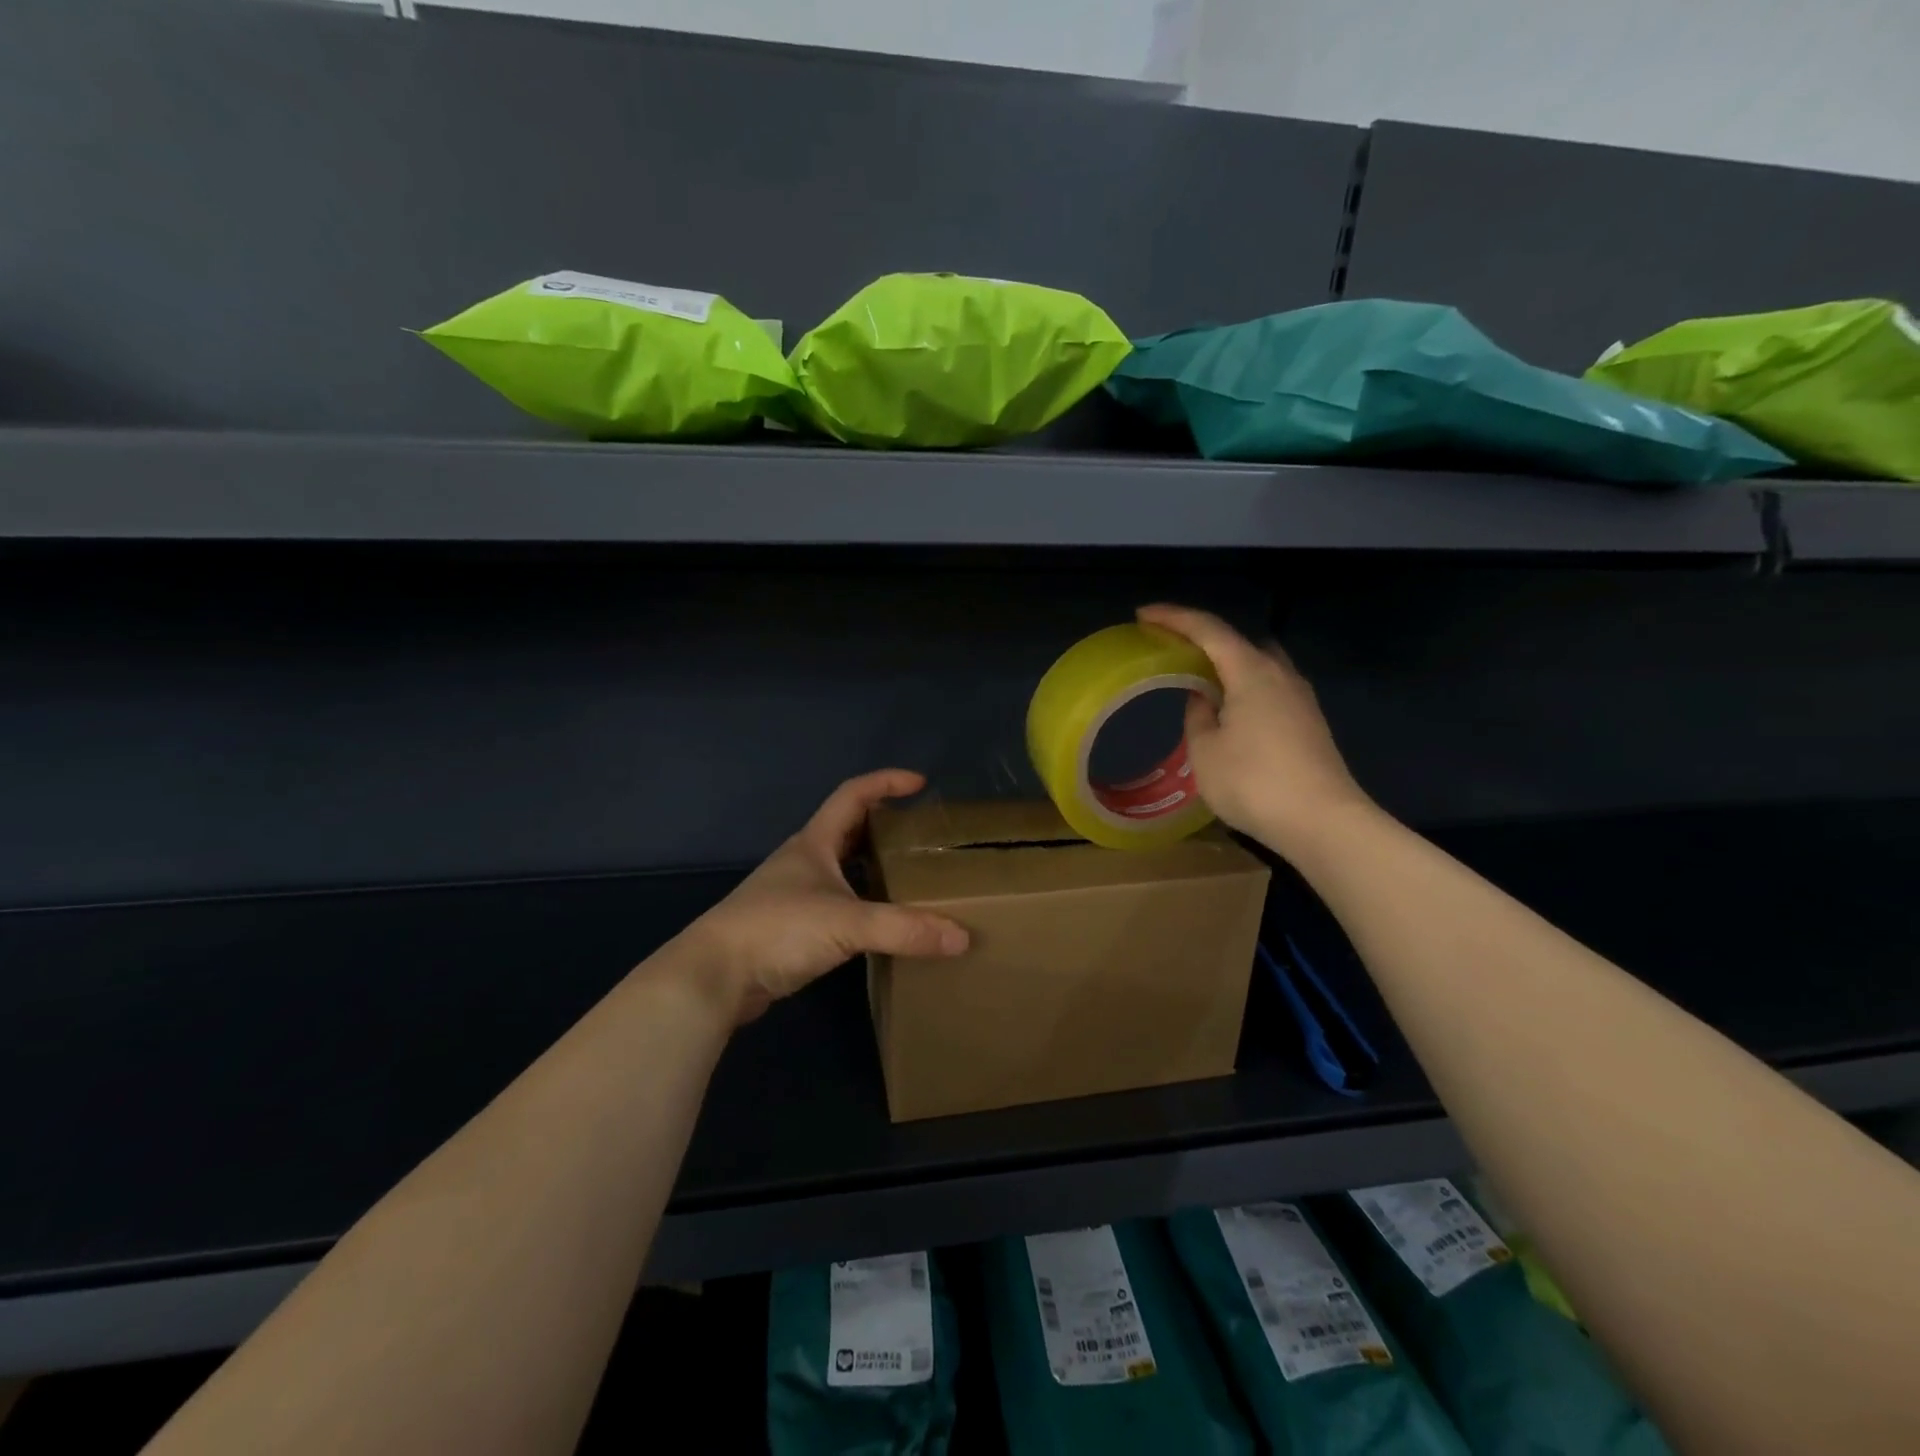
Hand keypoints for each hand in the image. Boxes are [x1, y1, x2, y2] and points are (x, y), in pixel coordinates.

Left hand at [678, 769, 968, 1023]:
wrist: (714, 976)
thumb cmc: (778, 930)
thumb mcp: (847, 924)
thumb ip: (904, 929)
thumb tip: (962, 937)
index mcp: (814, 842)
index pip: (853, 794)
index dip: (886, 782)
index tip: (921, 783)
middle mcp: (804, 861)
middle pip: (849, 829)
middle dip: (884, 825)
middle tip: (922, 835)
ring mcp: (794, 894)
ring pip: (842, 868)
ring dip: (873, 867)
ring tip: (910, 877)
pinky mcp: (791, 927)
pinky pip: (837, 903)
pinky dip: (862, 904)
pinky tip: (880, 923)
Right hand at [1136, 603, 1371, 857]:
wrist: (1324, 822)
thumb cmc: (1254, 783)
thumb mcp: (1205, 751)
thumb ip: (1198, 715)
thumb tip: (1203, 698)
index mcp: (1251, 672)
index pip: (1208, 630)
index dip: (1174, 618)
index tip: (1143, 615)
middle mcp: (1280, 674)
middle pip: (1237, 642)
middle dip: (1202, 639)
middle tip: (1171, 648)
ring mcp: (1300, 698)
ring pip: (1257, 664)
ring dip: (1226, 665)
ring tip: (1197, 679)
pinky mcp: (1308, 721)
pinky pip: (1268, 687)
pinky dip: (1242, 686)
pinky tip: (1228, 709)